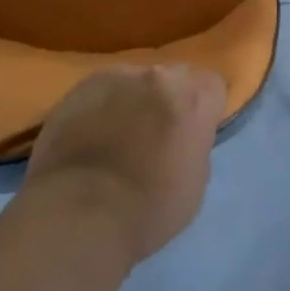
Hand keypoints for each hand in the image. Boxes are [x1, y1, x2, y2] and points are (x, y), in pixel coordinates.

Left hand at [24, 65, 224, 265]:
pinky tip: (88, 138)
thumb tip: (182, 138)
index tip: (191, 135)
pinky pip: (101, 91)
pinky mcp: (81, 86)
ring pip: (135, 82)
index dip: (203, 111)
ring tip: (115, 138)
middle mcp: (160, 76)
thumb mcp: (195, 184)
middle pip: (174, 78)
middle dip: (168, 100)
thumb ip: (194, 145)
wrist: (77, 215)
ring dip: (132, 102)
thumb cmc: (147, 211)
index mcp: (194, 98)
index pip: (212, 87)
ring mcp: (118, 76)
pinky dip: (100, 108)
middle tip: (154, 135)